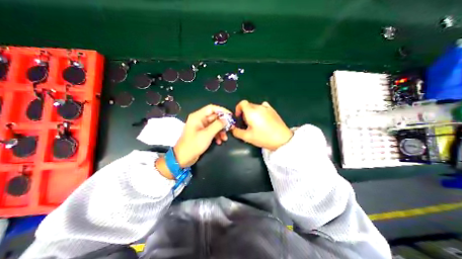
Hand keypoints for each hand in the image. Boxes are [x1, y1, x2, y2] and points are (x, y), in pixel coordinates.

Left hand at [174, 106, 230, 167]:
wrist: (183, 158)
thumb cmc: (194, 144)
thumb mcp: (207, 134)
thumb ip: (218, 125)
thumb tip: (227, 120)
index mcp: (198, 117)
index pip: (211, 108)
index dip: (222, 110)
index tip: (231, 116)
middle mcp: (200, 120)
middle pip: (214, 117)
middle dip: (223, 123)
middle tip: (231, 127)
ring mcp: (201, 127)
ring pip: (215, 125)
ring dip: (221, 131)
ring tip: (225, 138)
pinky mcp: (203, 133)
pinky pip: (212, 131)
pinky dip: (217, 135)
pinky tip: (219, 141)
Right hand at [231, 100, 291, 150]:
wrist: (282, 139)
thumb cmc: (264, 137)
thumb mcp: (247, 137)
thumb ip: (237, 132)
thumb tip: (232, 128)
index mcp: (251, 112)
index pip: (242, 103)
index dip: (238, 108)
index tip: (238, 116)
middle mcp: (259, 107)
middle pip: (248, 106)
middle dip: (245, 113)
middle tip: (246, 124)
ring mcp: (267, 108)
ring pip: (256, 107)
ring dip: (252, 113)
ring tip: (255, 123)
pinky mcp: (273, 111)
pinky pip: (263, 107)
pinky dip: (260, 111)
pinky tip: (262, 119)